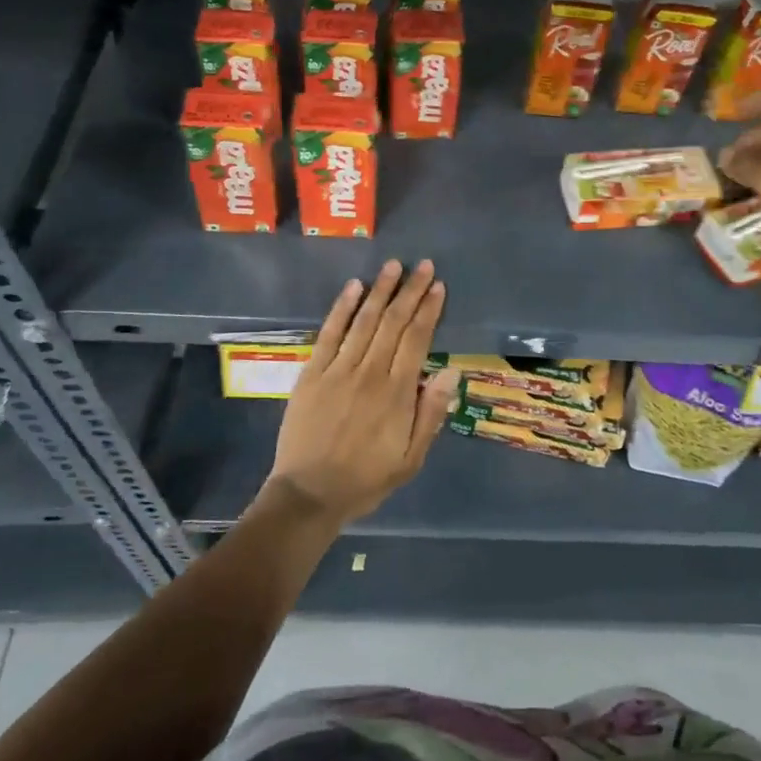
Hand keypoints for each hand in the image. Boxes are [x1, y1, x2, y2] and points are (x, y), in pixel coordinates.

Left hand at [264, 260, 459, 527]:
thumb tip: (452, 373)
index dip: (429, 310)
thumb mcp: (411, 459)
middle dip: (410, 291)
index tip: (439, 287)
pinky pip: (329, 333)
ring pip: (364, 321)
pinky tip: (353, 287)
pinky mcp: (312, 373)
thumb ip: (431, 414)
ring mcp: (338, 370)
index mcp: (397, 393)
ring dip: (380, 291)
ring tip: (393, 266)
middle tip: (423, 266)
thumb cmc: (366, 480)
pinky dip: (342, 308)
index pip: (417, 339)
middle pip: (393, 322)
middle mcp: (369, 373)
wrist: (309, 494)